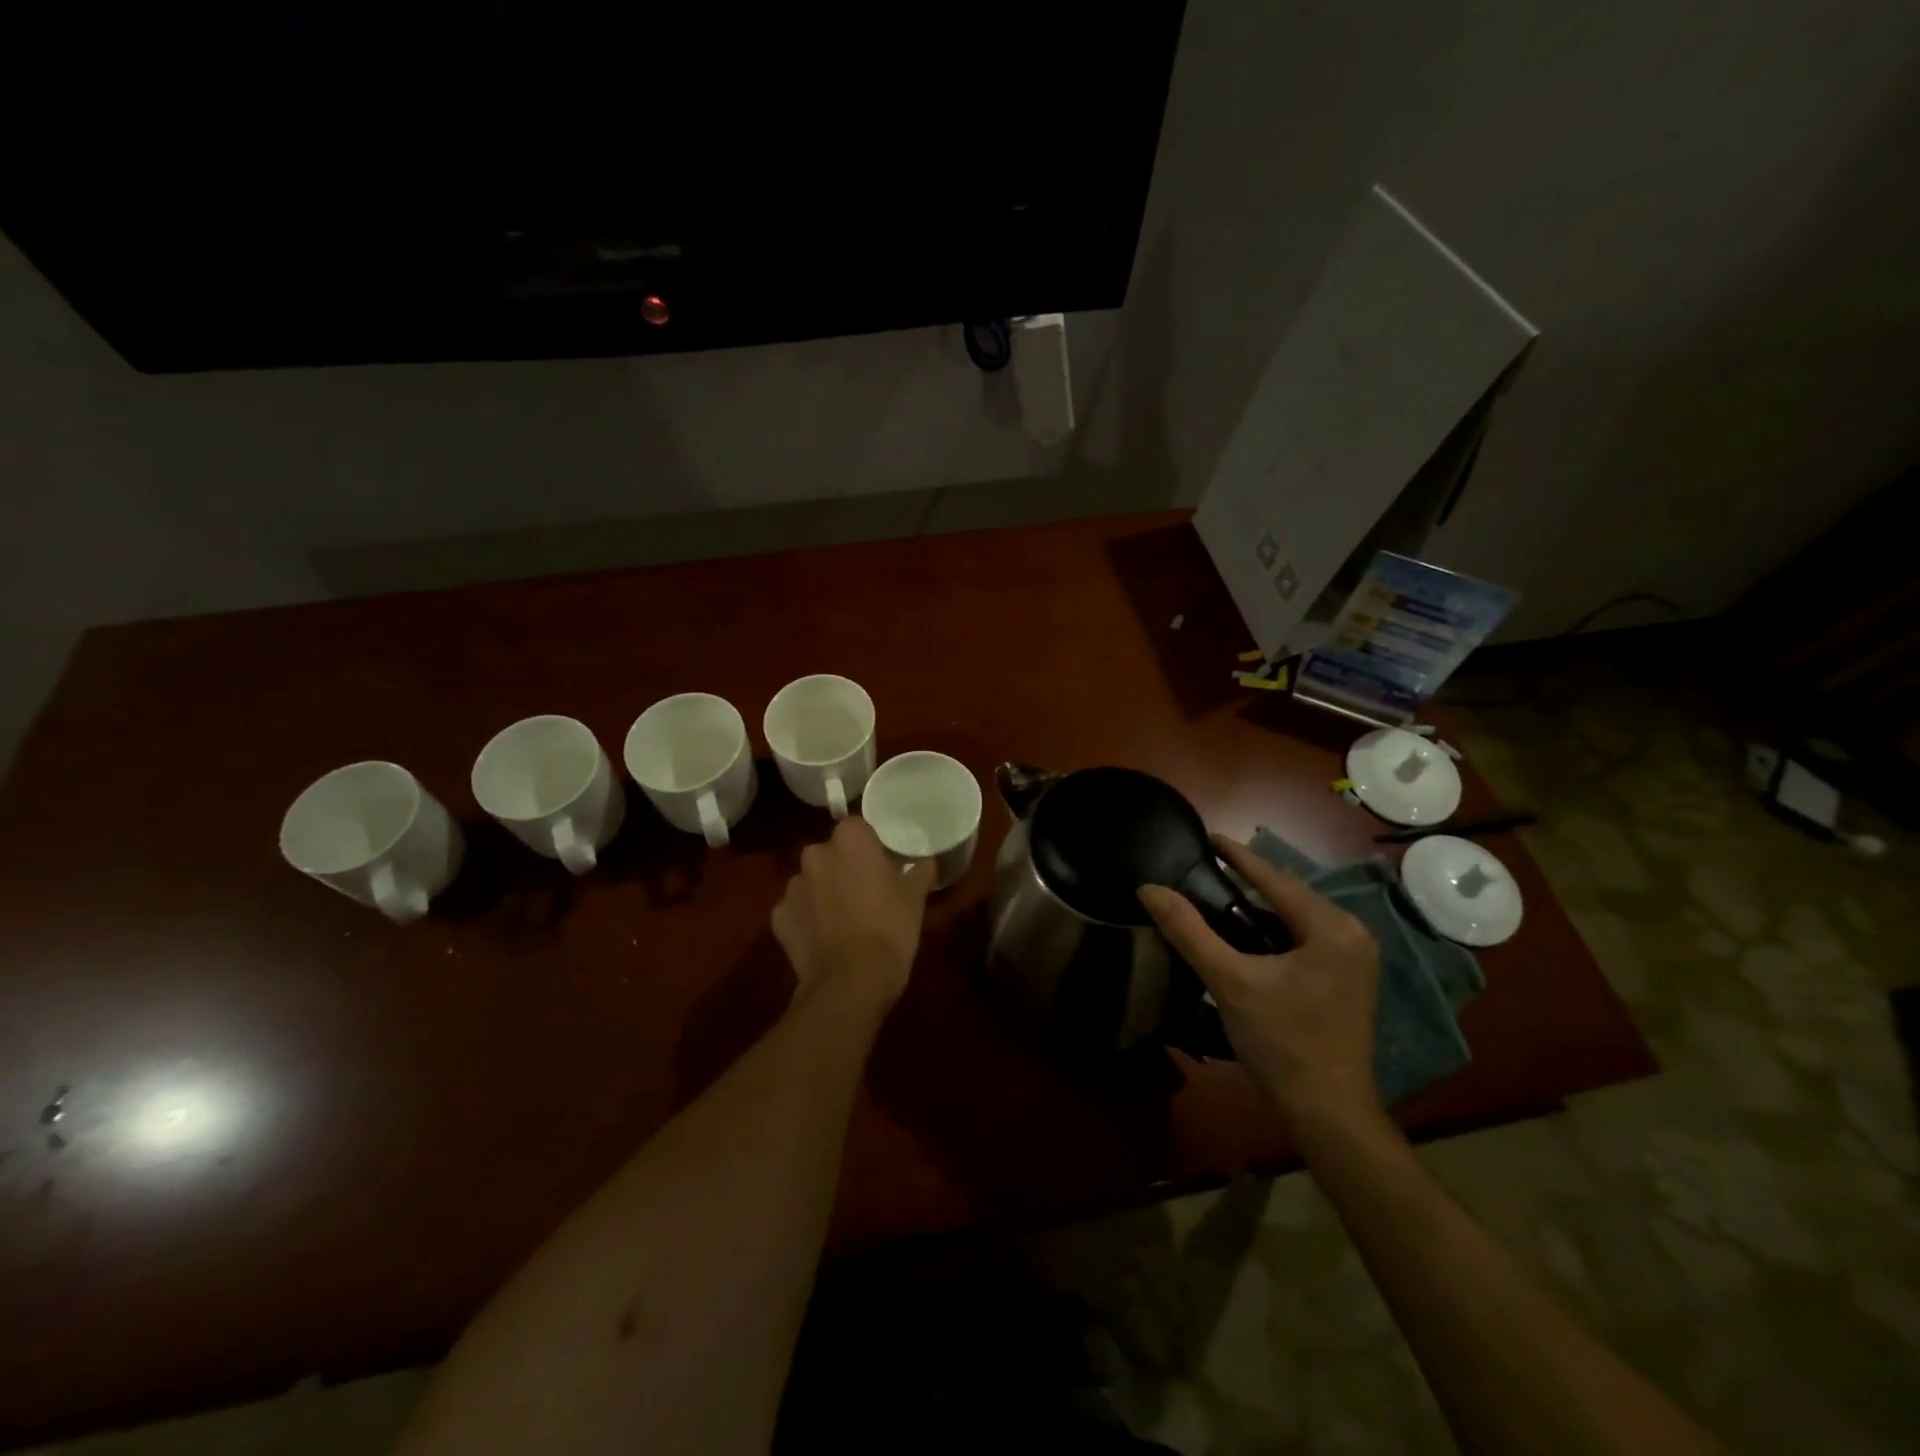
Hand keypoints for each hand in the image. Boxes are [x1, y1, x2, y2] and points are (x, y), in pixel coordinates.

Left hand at [771, 817, 936, 1007]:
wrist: (852, 980)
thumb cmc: (890, 927)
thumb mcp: (915, 897)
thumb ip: (920, 871)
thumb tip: (927, 861)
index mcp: (850, 840)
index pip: (858, 828)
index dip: (871, 846)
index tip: (883, 864)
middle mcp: (815, 854)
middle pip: (831, 853)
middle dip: (844, 867)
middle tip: (866, 891)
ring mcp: (792, 887)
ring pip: (812, 881)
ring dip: (824, 892)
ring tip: (844, 919)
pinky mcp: (779, 917)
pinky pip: (797, 910)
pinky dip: (807, 919)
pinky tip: (824, 939)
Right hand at [1138, 835, 1380, 1121]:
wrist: (1328, 1111)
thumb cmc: (1281, 1042)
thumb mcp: (1229, 981)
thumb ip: (1188, 931)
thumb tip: (1149, 889)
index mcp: (1331, 927)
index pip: (1275, 878)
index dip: (1238, 855)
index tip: (1207, 835)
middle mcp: (1352, 933)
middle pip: (1288, 894)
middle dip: (1248, 880)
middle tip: (1205, 868)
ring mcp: (1355, 957)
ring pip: (1296, 916)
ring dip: (1260, 906)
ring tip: (1218, 895)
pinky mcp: (1349, 977)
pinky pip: (1305, 937)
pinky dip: (1274, 930)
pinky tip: (1246, 934)